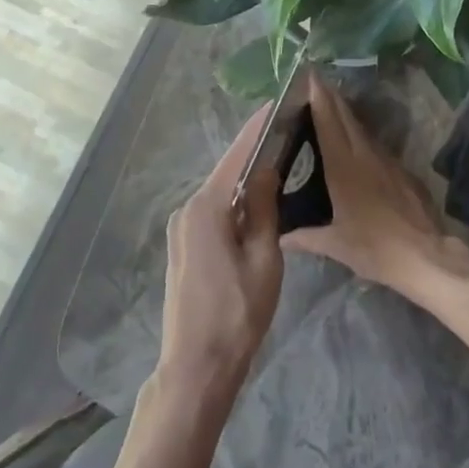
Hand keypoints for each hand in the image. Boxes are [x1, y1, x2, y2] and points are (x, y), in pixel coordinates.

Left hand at [156, 106, 286, 410]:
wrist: (197, 365)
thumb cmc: (238, 313)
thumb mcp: (264, 259)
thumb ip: (265, 209)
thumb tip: (267, 169)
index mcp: (207, 208)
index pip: (237, 156)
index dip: (258, 129)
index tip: (278, 103)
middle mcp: (187, 210)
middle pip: (227, 172)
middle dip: (255, 152)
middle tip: (287, 132)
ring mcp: (181, 228)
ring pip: (220, 193)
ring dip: (247, 179)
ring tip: (280, 161)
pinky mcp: (183, 245)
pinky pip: (213, 212)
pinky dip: (236, 202)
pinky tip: (257, 202)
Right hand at [286, 71, 457, 294]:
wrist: (425, 256)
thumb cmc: (375, 247)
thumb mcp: (335, 245)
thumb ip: (305, 237)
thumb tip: (280, 237)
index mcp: (344, 167)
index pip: (328, 123)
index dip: (319, 98)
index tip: (310, 75)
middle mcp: (365, 156)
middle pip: (346, 117)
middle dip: (330, 97)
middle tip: (316, 81)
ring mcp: (388, 162)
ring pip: (363, 130)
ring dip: (346, 114)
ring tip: (331, 105)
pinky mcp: (403, 172)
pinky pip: (376, 146)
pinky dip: (362, 137)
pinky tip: (357, 143)